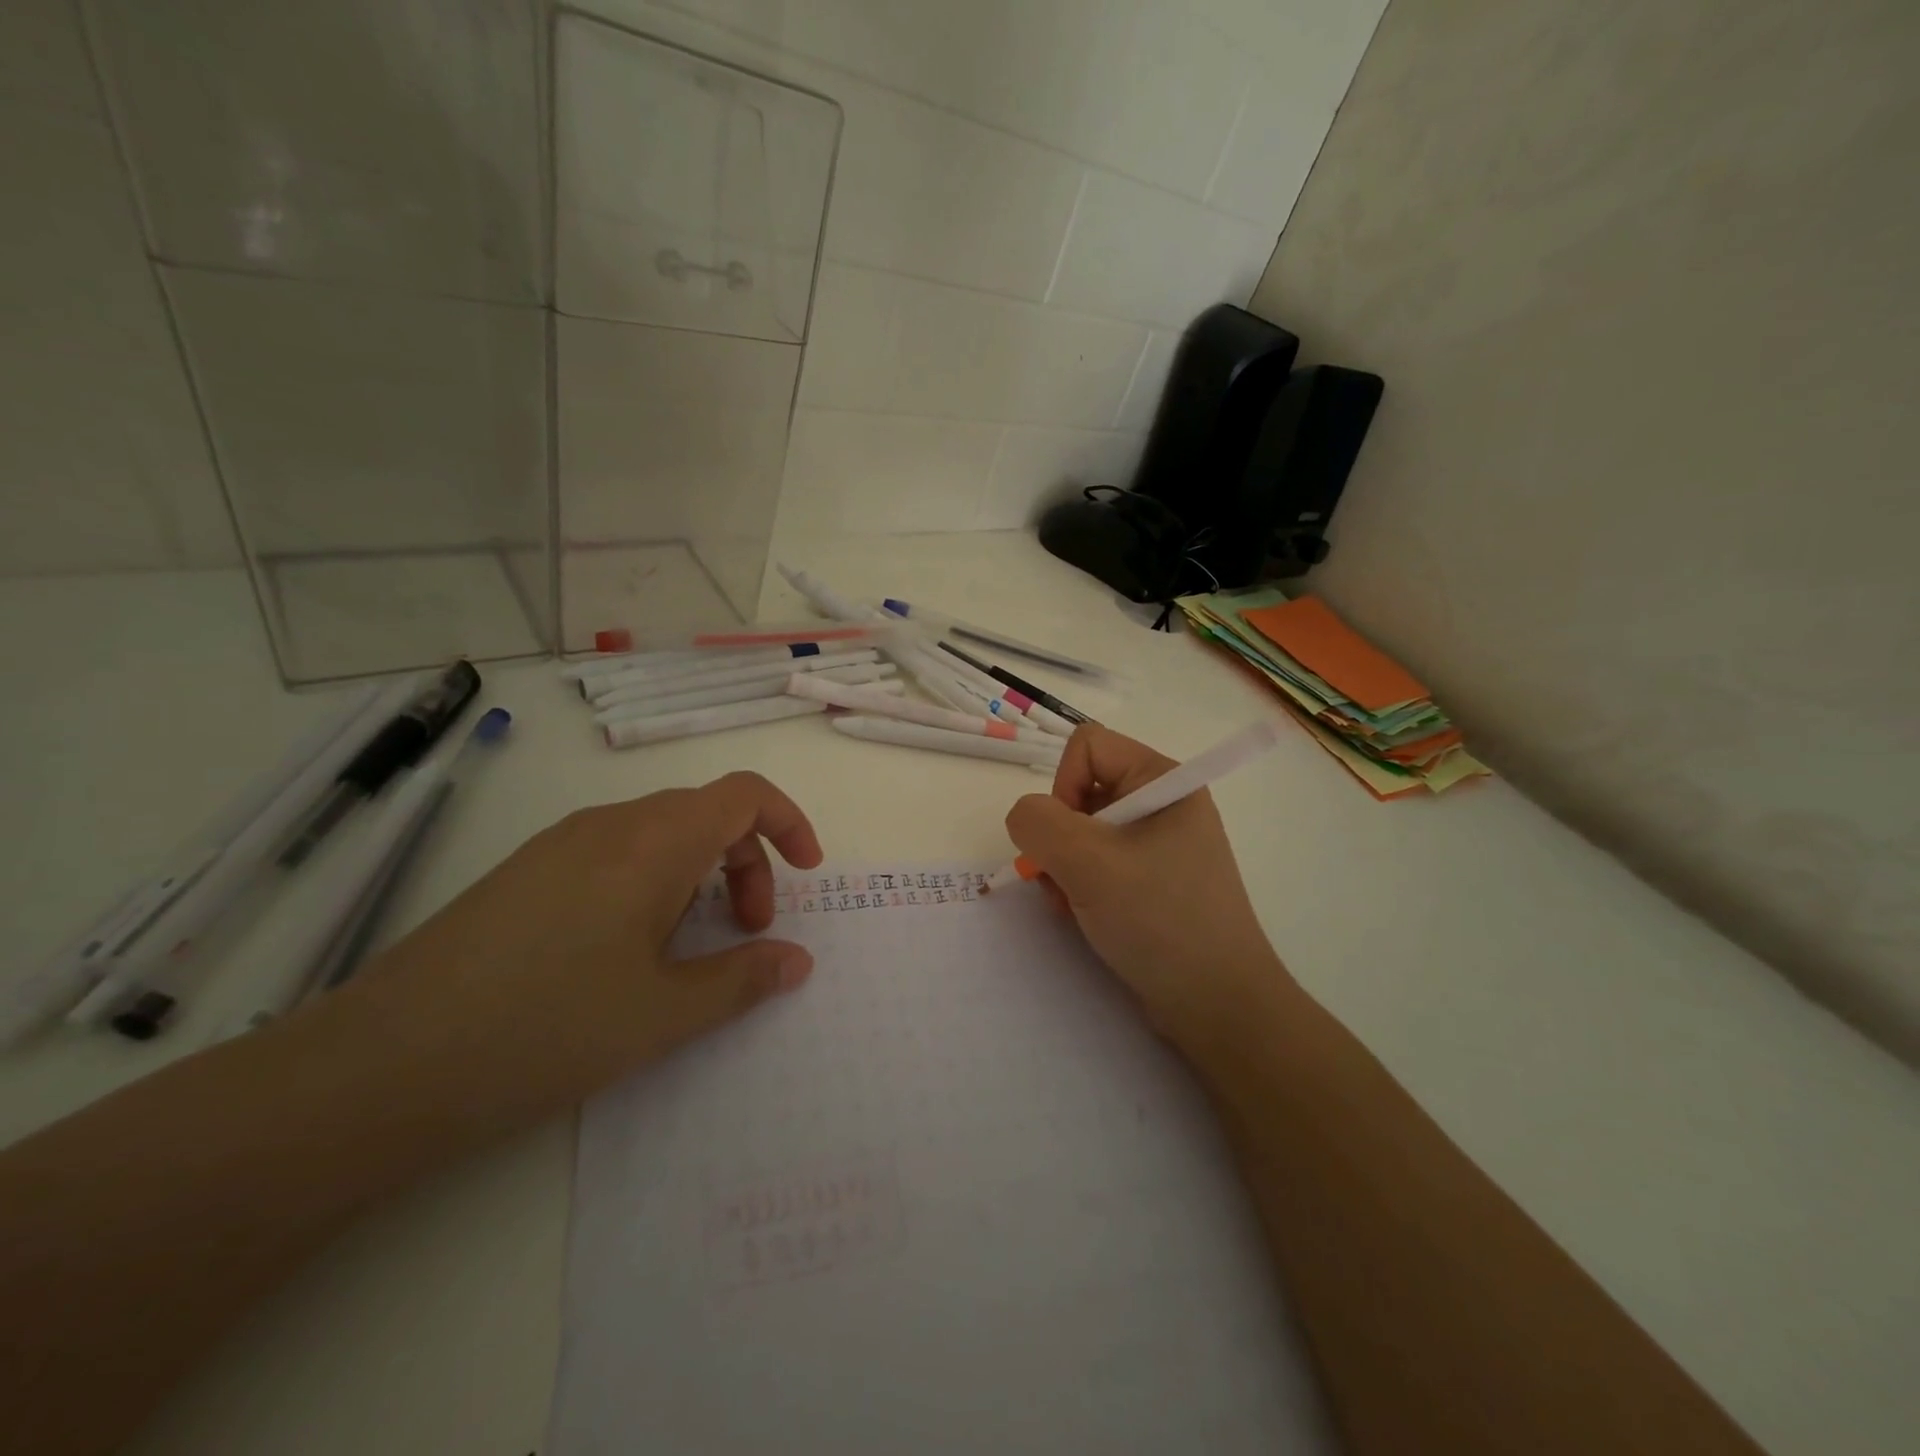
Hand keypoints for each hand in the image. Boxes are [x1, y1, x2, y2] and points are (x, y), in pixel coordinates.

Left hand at [355, 771, 823, 1119]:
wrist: (377, 1068)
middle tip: (746, 931)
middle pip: (705, 814)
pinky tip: (624, 952)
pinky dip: (652, 883)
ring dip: (698, 875)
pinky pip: (614, 854)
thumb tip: (797, 961)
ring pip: (659, 834)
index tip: (806, 875)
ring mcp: (559, 845)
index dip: (788, 823)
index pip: (743, 794)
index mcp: (652, 843)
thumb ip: (743, 979)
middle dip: (747, 863)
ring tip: (686, 948)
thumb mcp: (663, 1014)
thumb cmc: (544, 1030)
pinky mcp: (524, 872)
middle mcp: (608, 826)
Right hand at [1005, 726, 1290, 1053]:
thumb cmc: (1160, 920)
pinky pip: (1097, 862)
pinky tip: (1084, 916)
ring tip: (1074, 904)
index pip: (1087, 747)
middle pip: (1081, 789)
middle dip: (1059, 836)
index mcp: (1162, 781)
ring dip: (1063, 866)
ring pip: (1082, 830)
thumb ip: (1038, 823)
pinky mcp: (1151, 880)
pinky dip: (1079, 885)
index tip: (1070, 839)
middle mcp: (1162, 803)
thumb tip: (1025, 818)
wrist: (1218, 1005)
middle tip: (1064, 880)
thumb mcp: (1089, 862)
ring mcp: (1158, 844)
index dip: (1063, 785)